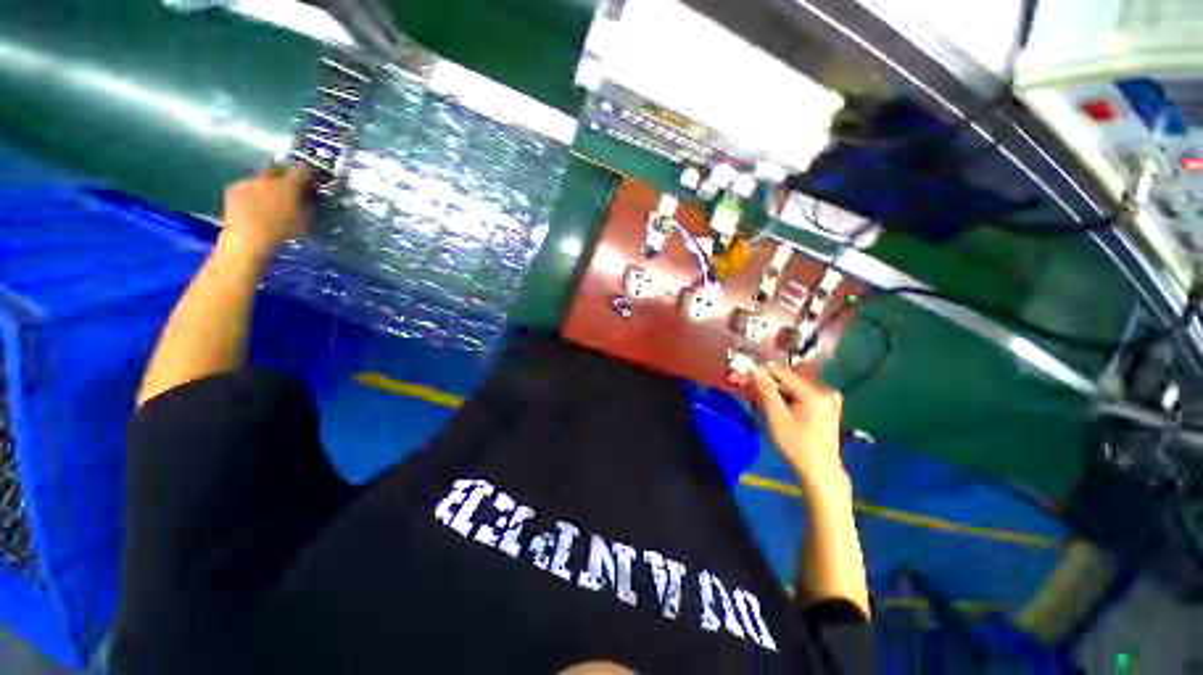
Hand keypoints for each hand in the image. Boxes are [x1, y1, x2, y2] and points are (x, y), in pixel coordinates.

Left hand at [219, 164, 310, 258]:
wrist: (248, 238)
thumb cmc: (282, 232)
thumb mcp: (305, 221)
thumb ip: (308, 205)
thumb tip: (311, 198)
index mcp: (289, 184)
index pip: (302, 168)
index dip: (308, 171)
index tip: (311, 176)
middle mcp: (268, 177)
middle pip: (278, 167)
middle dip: (283, 173)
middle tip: (288, 186)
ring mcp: (249, 181)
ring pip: (261, 178)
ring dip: (267, 185)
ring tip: (268, 200)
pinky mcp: (233, 189)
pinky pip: (246, 186)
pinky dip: (252, 193)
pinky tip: (253, 205)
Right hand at [749, 365, 847, 490]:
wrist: (820, 470)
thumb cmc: (795, 446)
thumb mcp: (776, 417)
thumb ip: (766, 390)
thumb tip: (752, 369)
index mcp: (814, 393)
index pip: (783, 373)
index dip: (763, 373)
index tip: (748, 377)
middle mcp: (826, 389)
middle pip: (791, 378)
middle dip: (773, 383)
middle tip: (757, 394)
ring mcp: (831, 397)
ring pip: (797, 384)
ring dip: (782, 390)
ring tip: (769, 403)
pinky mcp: (831, 404)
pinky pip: (805, 392)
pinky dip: (792, 396)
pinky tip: (785, 407)